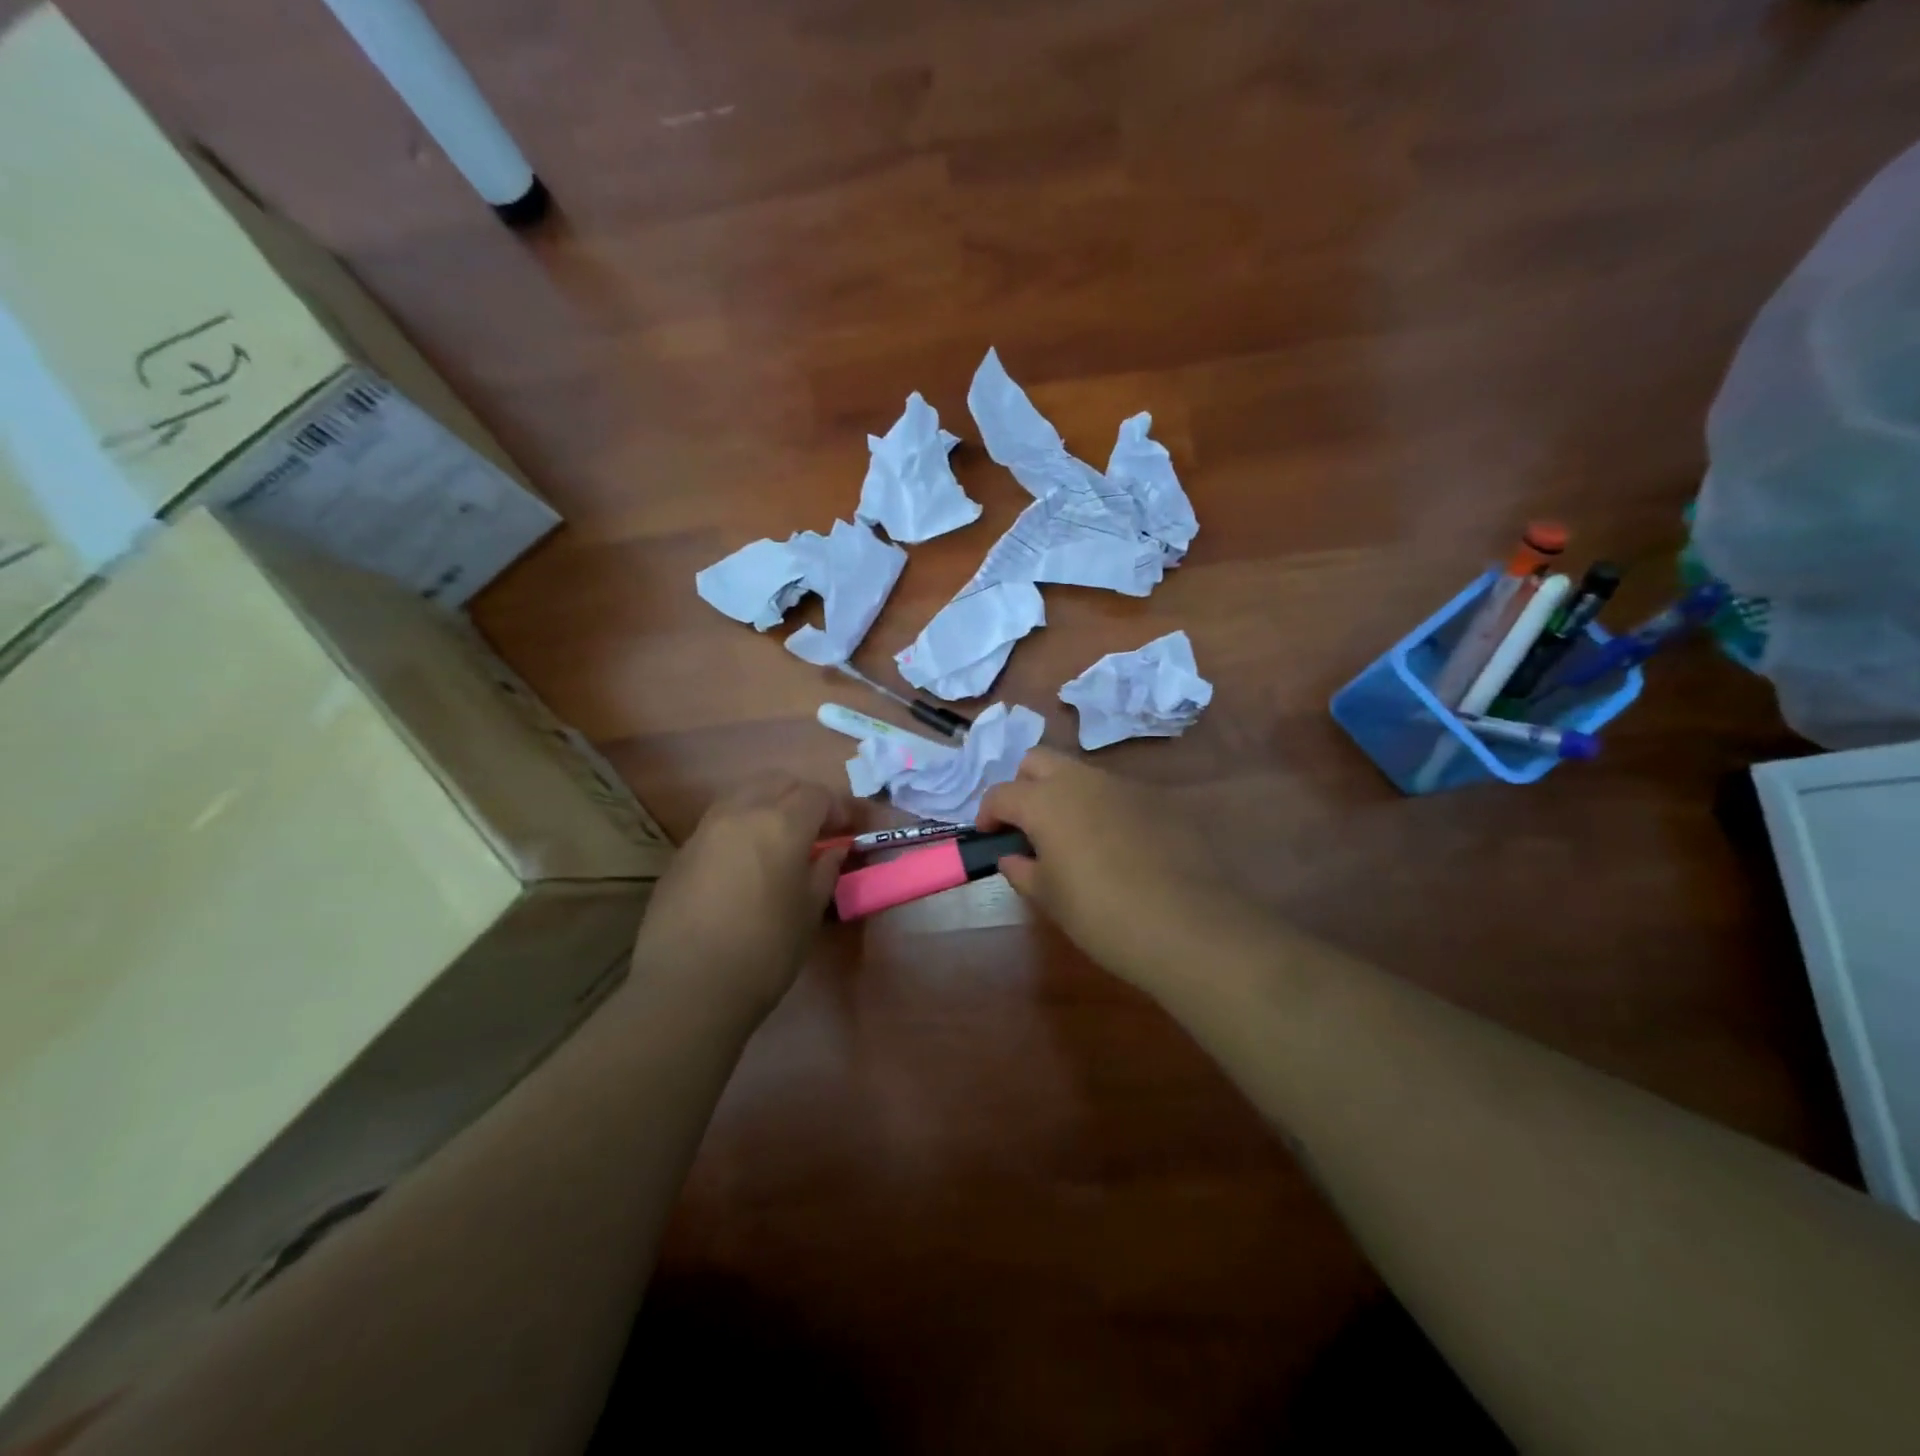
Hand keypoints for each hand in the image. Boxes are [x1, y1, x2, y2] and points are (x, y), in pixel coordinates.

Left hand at [629, 773, 849, 1023]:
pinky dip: (741, 825)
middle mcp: (741, 813)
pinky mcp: (682, 851)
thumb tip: (834, 849)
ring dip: (769, 804)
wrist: (688, 986)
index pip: (817, 795)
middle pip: (779, 783)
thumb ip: (825, 871)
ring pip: (744, 794)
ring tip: (781, 838)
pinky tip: (747, 860)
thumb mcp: (809, 912)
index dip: (838, 808)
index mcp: (781, 824)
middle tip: (818, 828)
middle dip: (803, 797)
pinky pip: (720, 821)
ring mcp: (706, 829)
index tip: (849, 830)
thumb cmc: (765, 950)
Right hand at [978, 749, 1265, 995]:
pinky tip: (1108, 848)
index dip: (988, 814)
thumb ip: (1022, 871)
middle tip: (1024, 826)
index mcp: (1046, 801)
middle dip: (1022, 786)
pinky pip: (1112, 793)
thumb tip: (1012, 857)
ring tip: (1066, 838)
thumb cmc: (1101, 914)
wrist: (1187, 925)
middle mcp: (1081, 780)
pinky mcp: (1155, 801)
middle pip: (1037, 761)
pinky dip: (1097, 808)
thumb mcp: (1049, 899)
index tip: (988, 837)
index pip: (1002, 793)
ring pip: (1078, 773)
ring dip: (1061, 794)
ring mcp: (1122, 786)